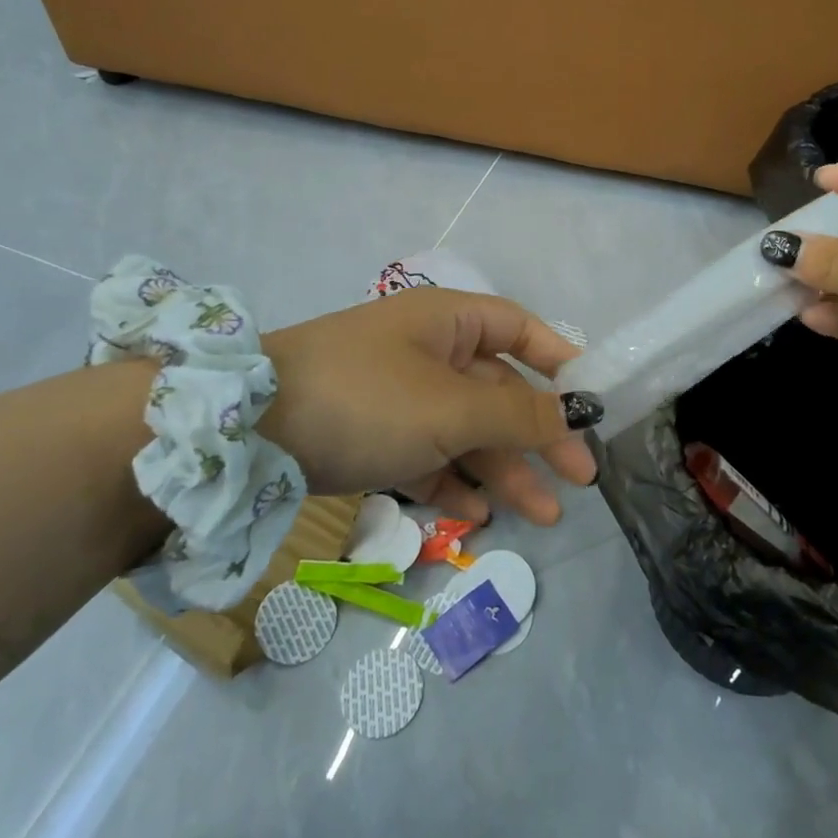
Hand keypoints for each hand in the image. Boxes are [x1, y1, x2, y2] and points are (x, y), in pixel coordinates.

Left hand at [256, 288, 602, 524]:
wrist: (245, 434)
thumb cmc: (365, 399)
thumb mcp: (451, 408)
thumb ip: (518, 415)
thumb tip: (576, 415)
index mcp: (447, 322)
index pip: (519, 328)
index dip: (559, 360)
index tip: (592, 402)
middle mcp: (427, 352)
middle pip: (499, 390)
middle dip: (539, 434)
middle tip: (580, 478)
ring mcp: (399, 396)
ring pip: (467, 430)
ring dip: (505, 469)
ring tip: (544, 515)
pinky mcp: (373, 436)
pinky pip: (428, 456)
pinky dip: (455, 482)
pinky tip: (478, 514)